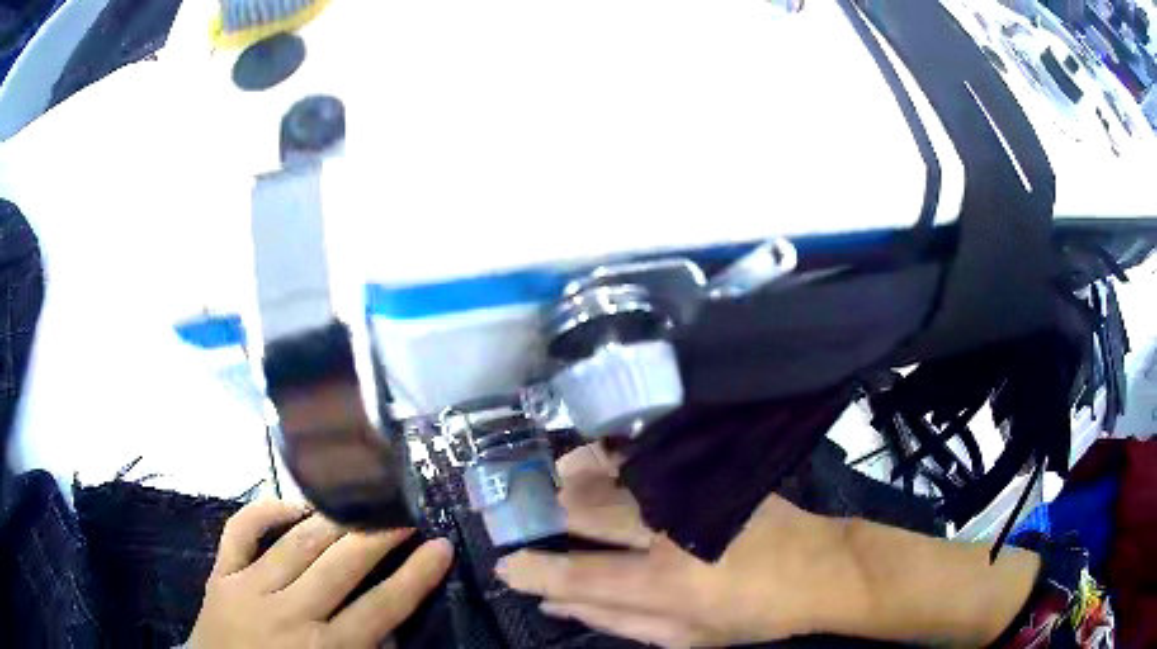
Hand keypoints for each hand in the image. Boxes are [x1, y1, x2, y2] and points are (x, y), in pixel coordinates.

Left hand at [188, 500, 453, 648]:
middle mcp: (290, 614)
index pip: (382, 608)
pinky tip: (292, 505)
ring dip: (333, 519)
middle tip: (404, 513)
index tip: (440, 547)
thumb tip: (392, 626)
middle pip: (342, 567)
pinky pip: (241, 531)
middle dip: (379, 536)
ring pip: (297, 543)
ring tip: (360, 500)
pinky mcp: (221, 574)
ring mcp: (250, 588)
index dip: (415, 576)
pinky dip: (265, 511)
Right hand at [497, 445, 862, 647]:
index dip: (532, 571)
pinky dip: (611, 458)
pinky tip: (597, 460)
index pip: (575, 576)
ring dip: (572, 480)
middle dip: (543, 513)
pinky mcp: (707, 473)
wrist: (817, 567)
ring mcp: (687, 495)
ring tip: (555, 483)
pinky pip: (644, 459)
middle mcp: (666, 533)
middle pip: (585, 512)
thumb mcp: (682, 638)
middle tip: (520, 515)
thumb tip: (556, 606)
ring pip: (610, 477)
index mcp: (661, 584)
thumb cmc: (750, 615)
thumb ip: (615, 621)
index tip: (506, 567)